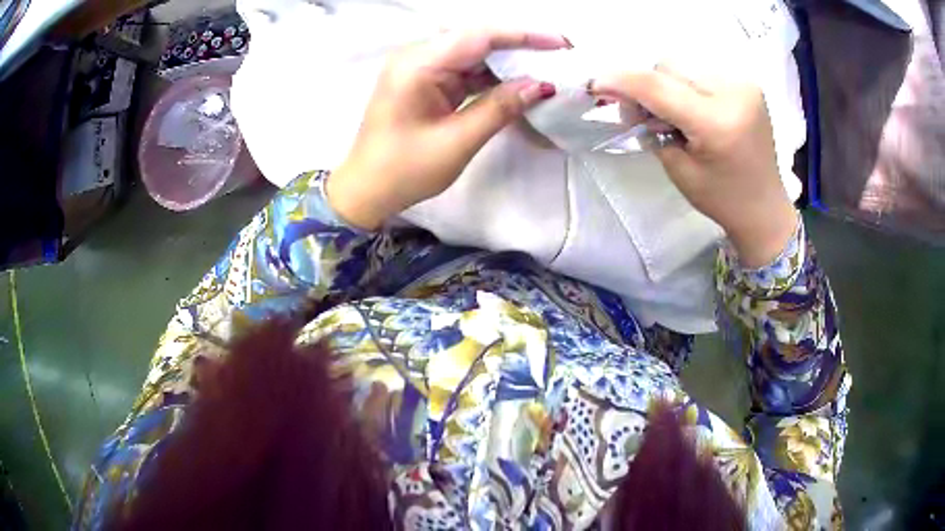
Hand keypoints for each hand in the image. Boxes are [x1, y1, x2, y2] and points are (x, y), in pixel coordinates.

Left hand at [327, 29, 567, 230]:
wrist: (366, 190)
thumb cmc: (404, 171)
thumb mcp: (457, 142)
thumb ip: (500, 108)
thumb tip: (541, 85)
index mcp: (417, 66)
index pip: (477, 36)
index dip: (522, 35)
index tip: (560, 43)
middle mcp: (417, 57)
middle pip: (475, 39)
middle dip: (518, 45)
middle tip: (558, 55)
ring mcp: (420, 69)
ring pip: (472, 54)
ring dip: (507, 62)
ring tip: (545, 69)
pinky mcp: (425, 82)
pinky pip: (464, 70)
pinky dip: (491, 77)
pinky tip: (517, 83)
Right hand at [590, 67, 798, 267]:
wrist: (764, 206)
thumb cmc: (722, 199)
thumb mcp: (678, 170)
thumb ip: (652, 129)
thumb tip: (630, 100)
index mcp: (718, 123)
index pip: (658, 86)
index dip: (621, 81)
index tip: (595, 83)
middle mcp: (734, 93)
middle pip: (668, 66)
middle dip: (648, 86)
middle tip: (646, 117)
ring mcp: (744, 84)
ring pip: (683, 64)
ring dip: (668, 85)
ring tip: (675, 115)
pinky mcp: (747, 83)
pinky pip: (701, 70)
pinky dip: (688, 85)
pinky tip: (694, 108)